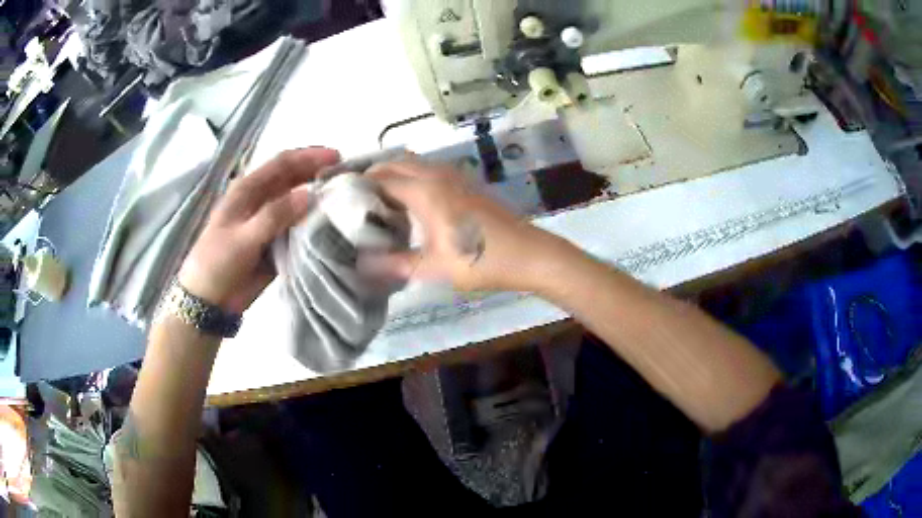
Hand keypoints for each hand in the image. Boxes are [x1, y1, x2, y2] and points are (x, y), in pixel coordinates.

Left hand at [178, 148, 339, 313]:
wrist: (210, 300)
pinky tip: (332, 226)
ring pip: (298, 202)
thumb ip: (274, 216)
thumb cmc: (218, 262)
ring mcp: (269, 220)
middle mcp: (261, 199)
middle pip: (293, 179)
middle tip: (347, 177)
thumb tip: (309, 195)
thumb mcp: (243, 238)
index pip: (282, 163)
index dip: (309, 157)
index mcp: (248, 189)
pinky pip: (299, 227)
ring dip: (318, 199)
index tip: (337, 157)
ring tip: (346, 199)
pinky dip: (314, 224)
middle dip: (318, 174)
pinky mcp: (276, 241)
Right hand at [362, 160, 565, 291]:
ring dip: (394, 174)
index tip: (340, 200)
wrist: (528, 254)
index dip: (358, 187)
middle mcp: (437, 175)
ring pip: (415, 164)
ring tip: (379, 201)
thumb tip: (363, 265)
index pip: (381, 179)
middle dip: (373, 175)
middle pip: (396, 163)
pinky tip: (411, 203)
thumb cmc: (480, 261)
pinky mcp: (466, 184)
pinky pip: (430, 171)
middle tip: (357, 200)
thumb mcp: (434, 267)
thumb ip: (395, 264)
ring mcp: (455, 177)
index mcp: (425, 191)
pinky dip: (412, 178)